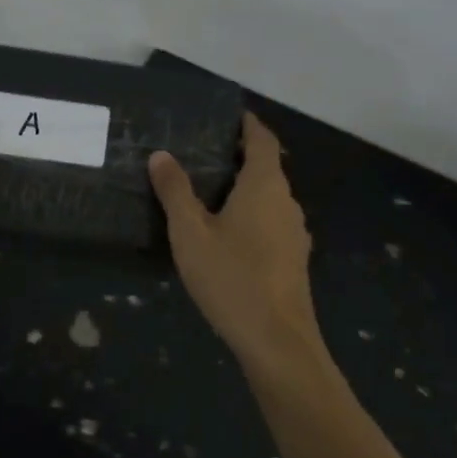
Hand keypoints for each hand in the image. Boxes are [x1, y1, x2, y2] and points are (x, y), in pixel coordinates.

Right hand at [149, 112, 321, 369]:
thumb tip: (161, 155)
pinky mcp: (294, 259)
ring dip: (244, 189)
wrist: (277, 341)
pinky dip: (251, 215)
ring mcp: (295, 233)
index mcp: (265, 186)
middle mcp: (287, 202)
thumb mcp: (190, 233)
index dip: (248, 124)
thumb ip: (175, 192)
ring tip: (208, 192)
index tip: (228, 116)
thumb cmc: (231, 278)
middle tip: (202, 154)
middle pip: (267, 168)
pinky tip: (227, 234)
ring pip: (269, 198)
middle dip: (239, 157)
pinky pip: (271, 222)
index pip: (262, 140)